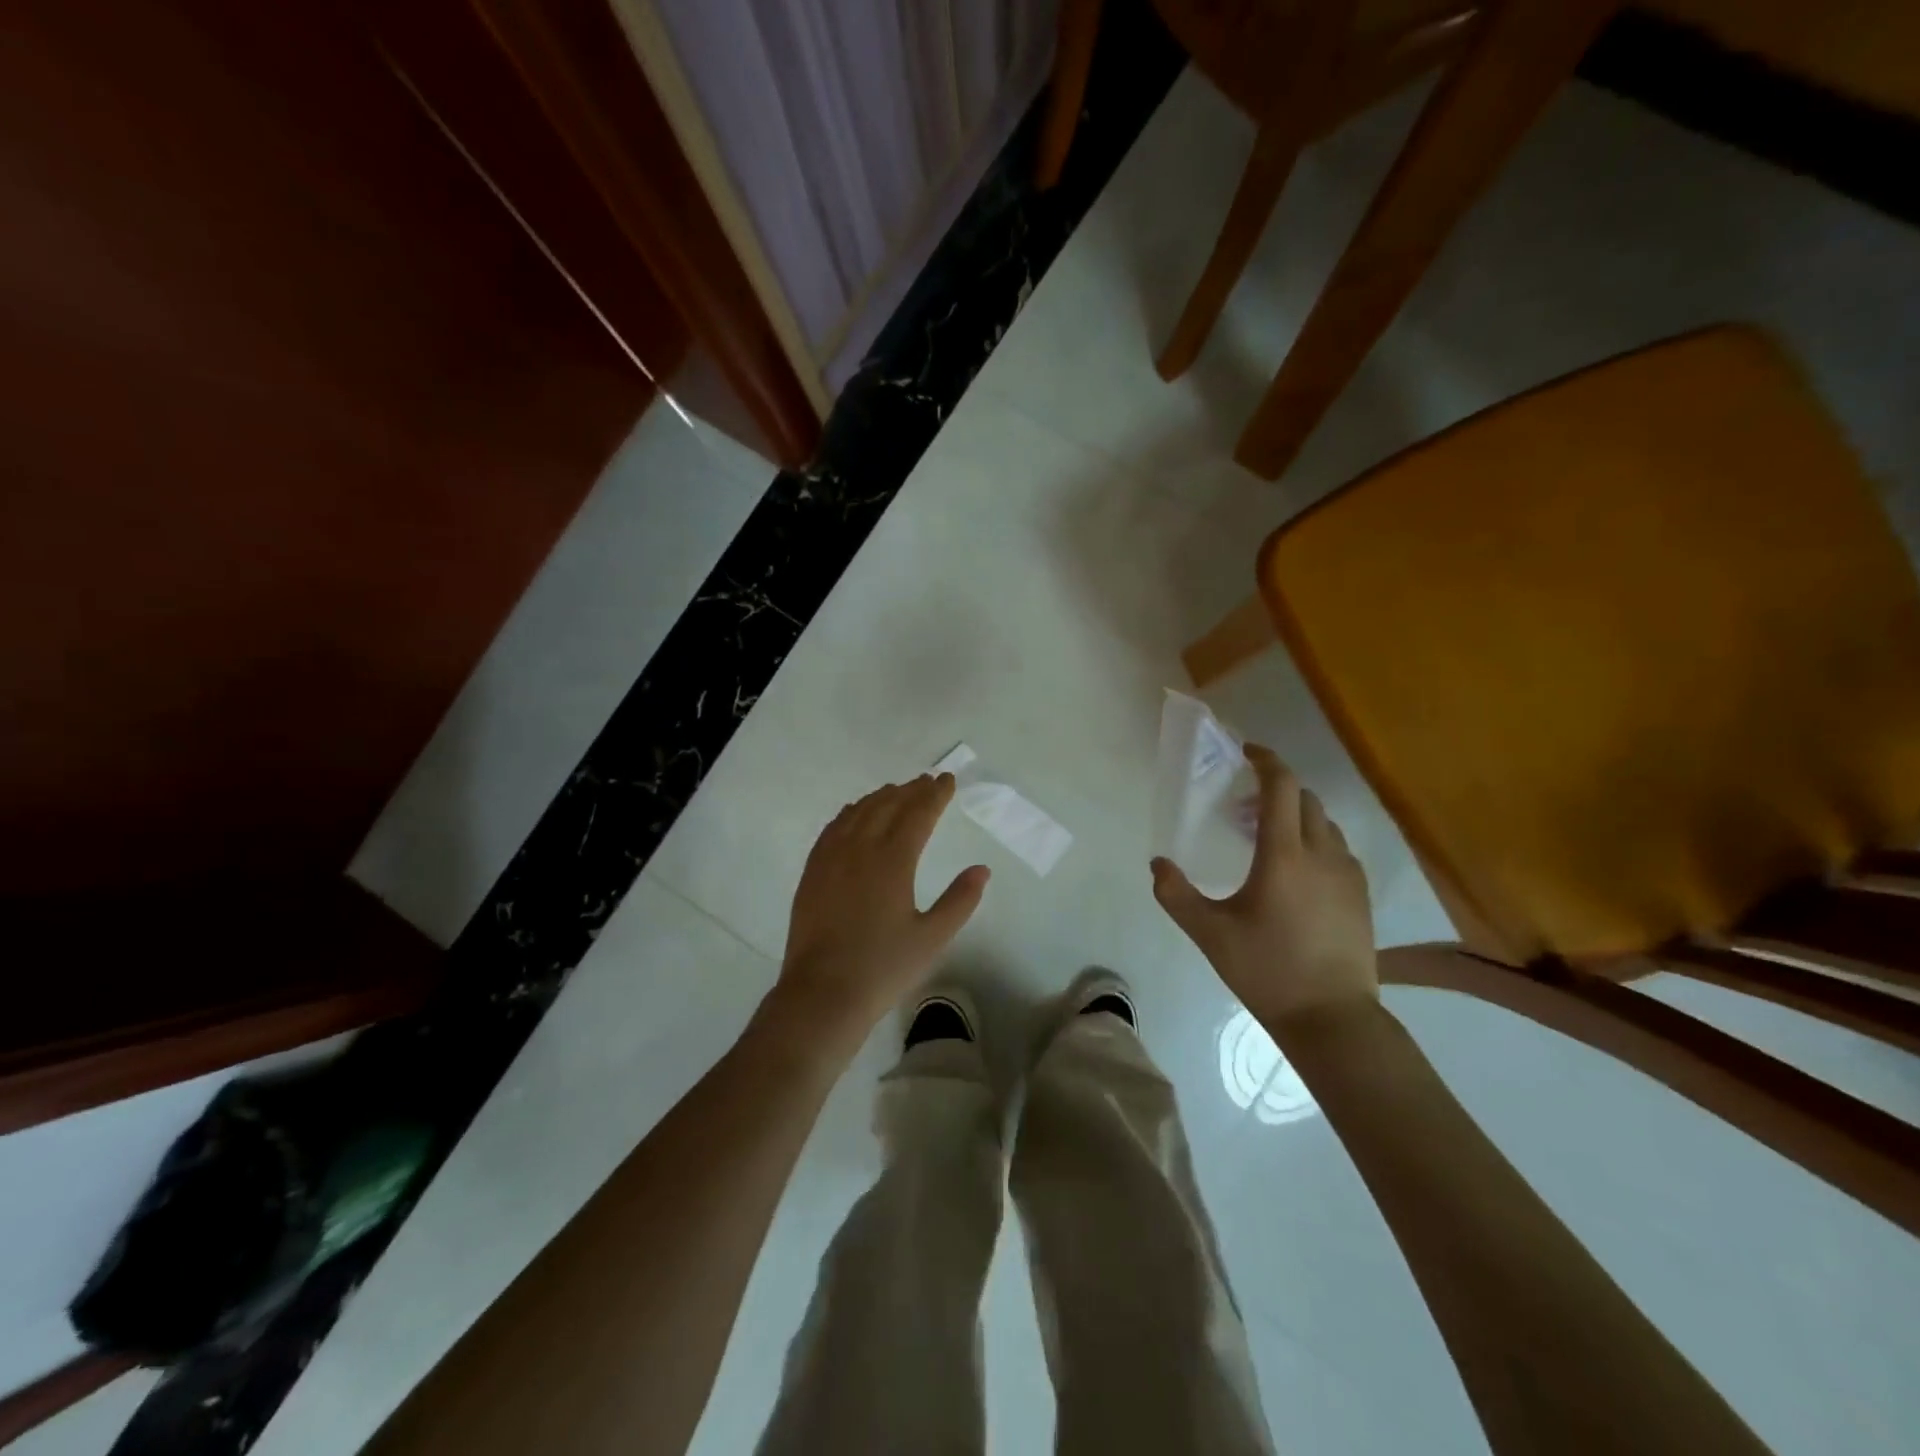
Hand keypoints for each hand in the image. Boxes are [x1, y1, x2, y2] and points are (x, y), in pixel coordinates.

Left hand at [774, 773, 989, 1051]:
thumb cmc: (883, 968)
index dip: (934, 795)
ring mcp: (831, 858)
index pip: (918, 814)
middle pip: (887, 806)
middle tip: (927, 782)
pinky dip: (850, 813)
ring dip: (880, 798)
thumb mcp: (932, 938)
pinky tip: (855, 814)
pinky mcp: (812, 872)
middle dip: (910, 790)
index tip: (947, 780)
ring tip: (896, 791)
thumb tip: (981, 869)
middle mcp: (860, 849)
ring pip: (858, 813)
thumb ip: (960, 900)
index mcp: (893, 860)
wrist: (823, 994)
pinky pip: (833, 828)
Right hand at [1151, 744, 1376, 1040]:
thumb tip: (1157, 863)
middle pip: (1304, 798)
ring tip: (1267, 838)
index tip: (1246, 753)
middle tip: (1244, 806)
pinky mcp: (1360, 895)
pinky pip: (1338, 848)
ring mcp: (1347, 874)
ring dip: (1296, 815)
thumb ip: (1175, 894)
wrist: (1331, 1017)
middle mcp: (1321, 854)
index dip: (1265, 761)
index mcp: (1284, 855)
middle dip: (1276, 789)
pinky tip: (1297, 870)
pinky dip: (1315, 840)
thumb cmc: (1266, 970)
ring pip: (1324, 823)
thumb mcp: (1209, 933)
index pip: (1281, 787)